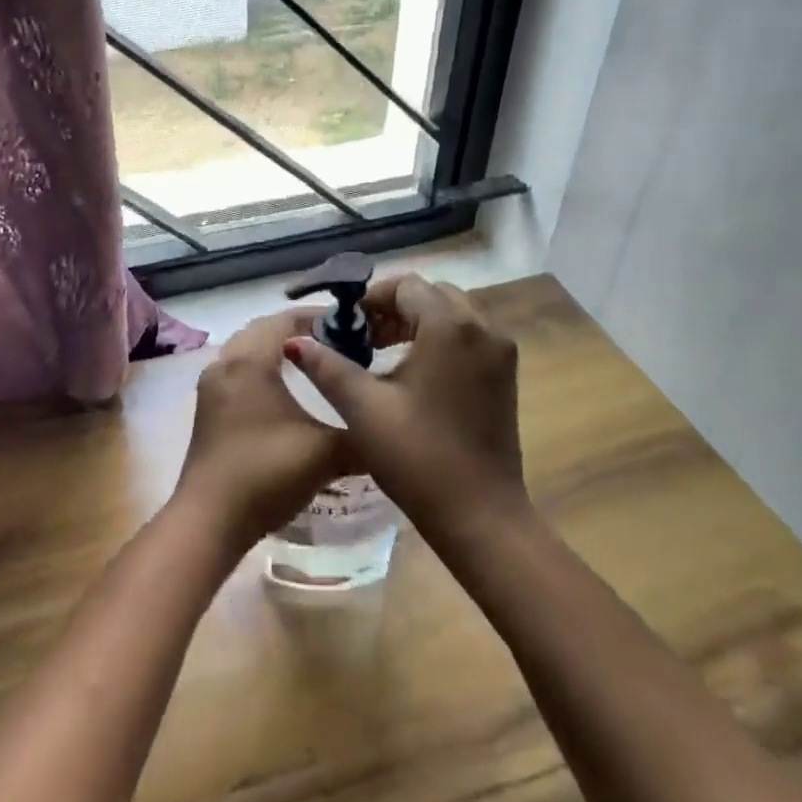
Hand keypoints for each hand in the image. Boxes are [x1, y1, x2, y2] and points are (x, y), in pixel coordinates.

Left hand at [172, 309, 346, 555]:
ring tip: (313, 365)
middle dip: (297, 331)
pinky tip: (284, 394)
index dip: (318, 317)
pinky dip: (260, 371)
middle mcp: (225, 364)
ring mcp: (211, 388)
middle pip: (262, 330)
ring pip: (246, 352)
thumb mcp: (326, 453)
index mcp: (250, 361)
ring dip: (275, 351)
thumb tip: (387, 428)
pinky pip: (237, 373)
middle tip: (335, 343)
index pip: (284, 320)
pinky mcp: (207, 411)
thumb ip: (360, 434)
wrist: (211, 520)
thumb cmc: (267, 473)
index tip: (351, 326)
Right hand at [283, 276, 526, 545]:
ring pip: (453, 313)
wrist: (480, 515)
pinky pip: (469, 336)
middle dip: (394, 307)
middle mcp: (483, 328)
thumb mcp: (364, 409)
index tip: (345, 324)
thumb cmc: (417, 457)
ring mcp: (500, 351)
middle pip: (432, 294)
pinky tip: (413, 371)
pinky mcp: (505, 374)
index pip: (407, 286)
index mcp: (450, 327)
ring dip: (417, 322)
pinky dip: (440, 339)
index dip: (371, 298)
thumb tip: (295, 341)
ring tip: (382, 352)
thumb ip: (327, 367)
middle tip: (363, 337)